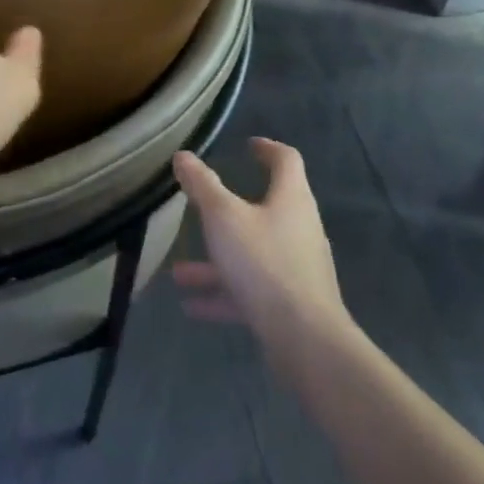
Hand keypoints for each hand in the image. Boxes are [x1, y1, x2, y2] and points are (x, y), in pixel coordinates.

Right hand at [170, 139, 350, 377]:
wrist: (304, 338)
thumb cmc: (263, 263)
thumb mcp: (223, 217)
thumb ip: (202, 186)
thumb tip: (183, 156)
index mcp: (291, 200)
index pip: (286, 161)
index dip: (268, 149)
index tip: (249, 145)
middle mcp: (299, 229)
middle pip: (267, 209)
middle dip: (229, 211)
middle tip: (205, 206)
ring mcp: (296, 268)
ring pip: (252, 254)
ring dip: (216, 260)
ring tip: (179, 272)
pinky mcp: (290, 303)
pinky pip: (251, 290)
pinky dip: (223, 293)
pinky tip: (191, 307)